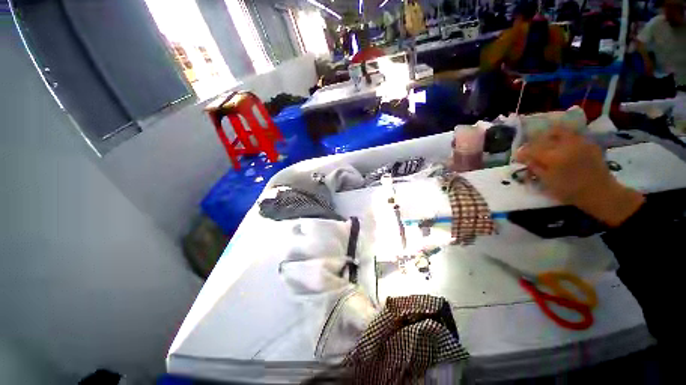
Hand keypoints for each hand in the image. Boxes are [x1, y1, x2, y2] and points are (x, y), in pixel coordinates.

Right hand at [515, 126, 644, 226]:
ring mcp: (578, 142)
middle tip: (530, 149)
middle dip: (534, 142)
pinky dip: (563, 137)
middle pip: (543, 137)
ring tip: (545, 143)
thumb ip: (535, 168)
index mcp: (552, 157)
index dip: (522, 153)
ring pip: (559, 131)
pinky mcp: (588, 143)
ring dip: (548, 136)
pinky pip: (572, 135)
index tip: (517, 157)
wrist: (600, 192)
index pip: (530, 150)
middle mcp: (564, 145)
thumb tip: (525, 159)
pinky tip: (562, 146)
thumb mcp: (547, 182)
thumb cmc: (570, 191)